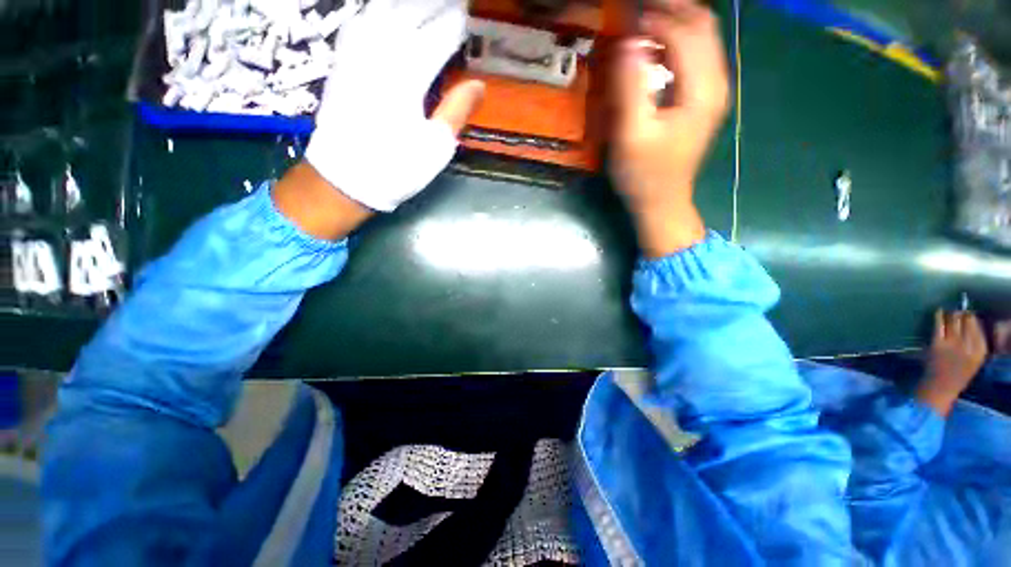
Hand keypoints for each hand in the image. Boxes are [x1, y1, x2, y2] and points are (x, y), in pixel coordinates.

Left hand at [303, 0, 483, 212]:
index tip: (469, 15)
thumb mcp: (436, 147)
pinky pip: (360, 21)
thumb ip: (457, 111)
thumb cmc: (397, 167)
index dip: (456, 24)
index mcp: (410, 76)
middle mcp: (382, 53)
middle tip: (453, 3)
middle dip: (434, 4)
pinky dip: (376, 11)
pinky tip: (384, 11)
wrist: (345, 177)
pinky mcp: (342, 60)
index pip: (439, 36)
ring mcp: (357, 53)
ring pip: (383, 10)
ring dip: (406, 4)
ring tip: (424, 4)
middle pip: (411, 12)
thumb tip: (479, 85)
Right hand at [611, 0, 729, 256]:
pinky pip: (697, 55)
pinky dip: (677, 41)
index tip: (625, 19)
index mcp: (701, 90)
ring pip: (703, 37)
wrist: (661, 202)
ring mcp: (713, 91)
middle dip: (671, 9)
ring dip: (675, 21)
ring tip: (644, 21)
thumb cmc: (643, 175)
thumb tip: (628, 43)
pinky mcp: (703, 100)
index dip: (656, 18)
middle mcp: (716, 83)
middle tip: (638, 10)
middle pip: (702, 25)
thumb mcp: (631, 135)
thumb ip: (631, 88)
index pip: (685, 32)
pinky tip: (655, 47)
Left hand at [916, 309, 988, 416]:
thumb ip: (976, 345)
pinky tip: (939, 311)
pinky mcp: (937, 344)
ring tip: (950, 311)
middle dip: (963, 314)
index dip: (973, 319)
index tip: (969, 314)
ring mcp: (953, 344)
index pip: (979, 328)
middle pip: (967, 322)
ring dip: (952, 314)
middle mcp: (969, 346)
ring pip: (954, 321)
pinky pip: (939, 325)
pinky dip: (939, 316)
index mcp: (980, 352)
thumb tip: (973, 324)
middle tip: (959, 311)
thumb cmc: (957, 375)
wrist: (940, 388)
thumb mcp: (974, 361)